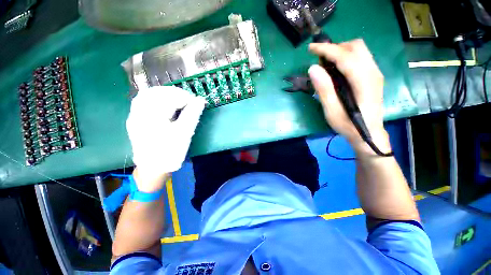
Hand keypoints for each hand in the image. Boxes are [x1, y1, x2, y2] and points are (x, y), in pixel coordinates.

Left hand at [126, 86, 205, 191]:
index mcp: (152, 117)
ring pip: (148, 95)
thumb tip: (200, 100)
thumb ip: (192, 115)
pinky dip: (156, 98)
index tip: (197, 102)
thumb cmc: (171, 152)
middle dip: (175, 93)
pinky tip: (165, 102)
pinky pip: (143, 101)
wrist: (153, 168)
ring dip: (165, 94)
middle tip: (189, 100)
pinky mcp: (135, 119)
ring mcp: (135, 115)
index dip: (185, 97)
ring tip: (179, 99)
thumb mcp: (184, 133)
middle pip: (157, 92)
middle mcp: (139, 113)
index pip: (170, 98)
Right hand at [308, 39, 390, 155]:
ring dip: (341, 51)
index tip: (311, 48)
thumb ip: (324, 89)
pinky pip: (361, 58)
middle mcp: (373, 72)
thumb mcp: (332, 111)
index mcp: (363, 82)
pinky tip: (337, 69)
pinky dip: (347, 57)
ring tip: (326, 64)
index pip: (345, 56)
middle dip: (335, 47)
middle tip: (319, 59)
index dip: (327, 50)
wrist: (369, 134)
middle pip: (356, 47)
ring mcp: (375, 73)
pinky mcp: (374, 77)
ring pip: (360, 50)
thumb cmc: (349, 125)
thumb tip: (313, 68)